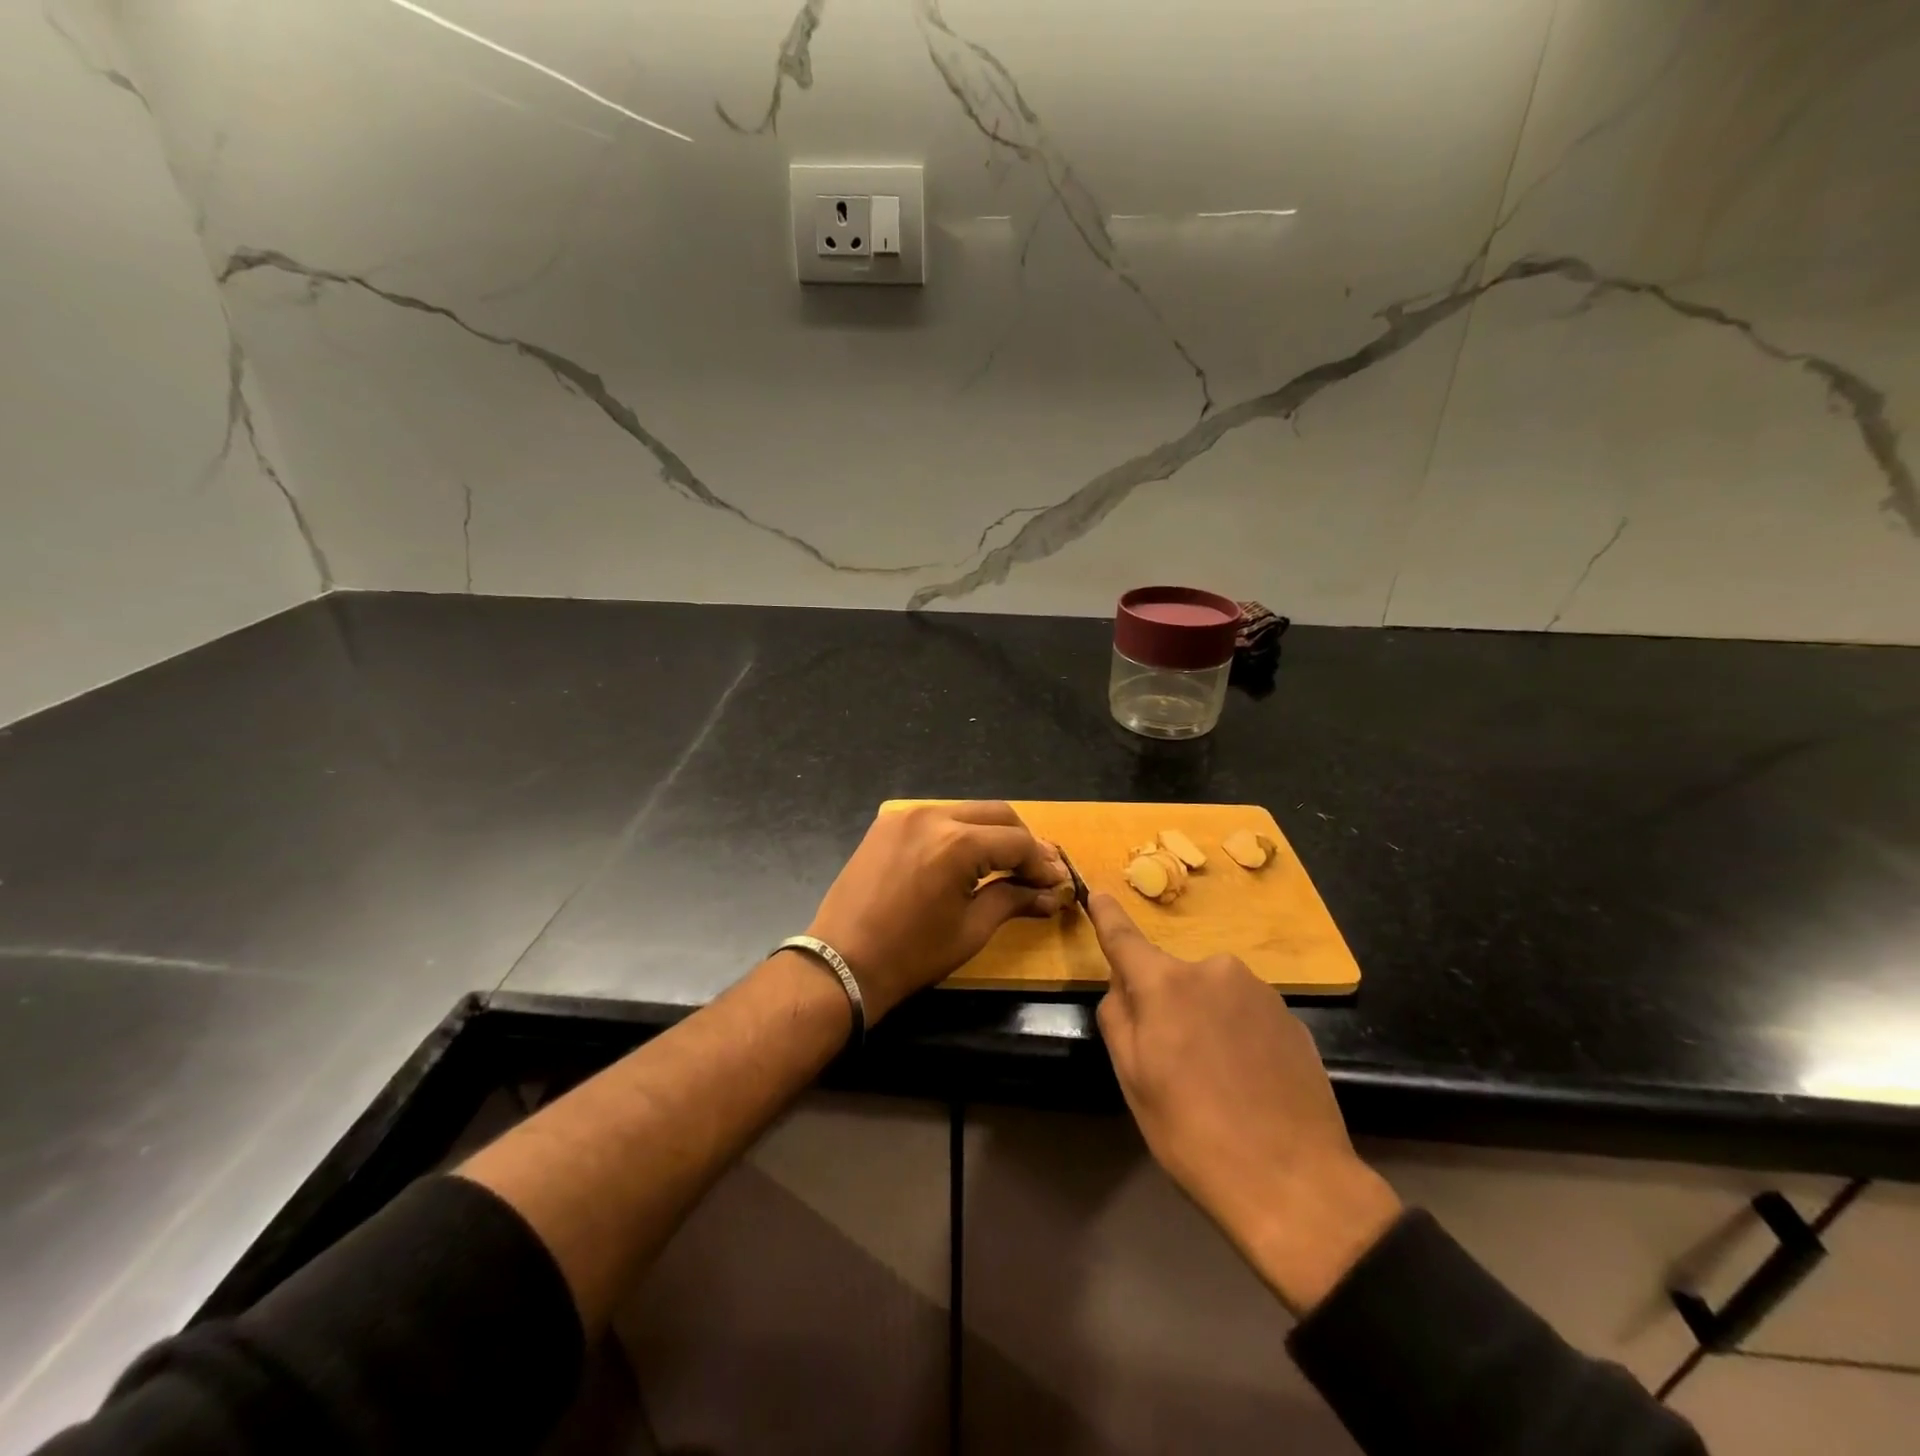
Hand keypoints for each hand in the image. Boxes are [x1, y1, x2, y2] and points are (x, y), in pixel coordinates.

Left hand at [808, 802, 1068, 1021]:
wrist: (842, 963)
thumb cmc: (912, 955)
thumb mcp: (971, 929)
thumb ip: (1013, 900)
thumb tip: (1050, 895)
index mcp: (957, 844)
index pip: (1017, 841)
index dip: (1042, 863)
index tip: (1055, 884)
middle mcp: (933, 816)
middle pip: (996, 814)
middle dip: (1021, 841)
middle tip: (1035, 872)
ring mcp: (906, 816)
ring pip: (966, 811)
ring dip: (991, 833)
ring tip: (1004, 864)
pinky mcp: (886, 823)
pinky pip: (936, 817)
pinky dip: (958, 832)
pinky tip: (964, 859)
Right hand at [1089, 894, 1401, 1314]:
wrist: (1295, 1182)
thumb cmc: (1193, 1133)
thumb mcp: (1132, 1079)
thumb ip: (1118, 1016)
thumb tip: (1124, 985)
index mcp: (1165, 983)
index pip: (1124, 937)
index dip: (1107, 915)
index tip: (1098, 893)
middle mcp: (1213, 970)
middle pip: (1171, 977)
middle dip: (1165, 1004)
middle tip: (1172, 1062)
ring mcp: (1259, 990)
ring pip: (1211, 995)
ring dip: (1204, 1019)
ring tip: (1217, 1080)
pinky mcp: (1291, 1016)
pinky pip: (1245, 1013)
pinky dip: (1237, 1035)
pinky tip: (1248, 1082)